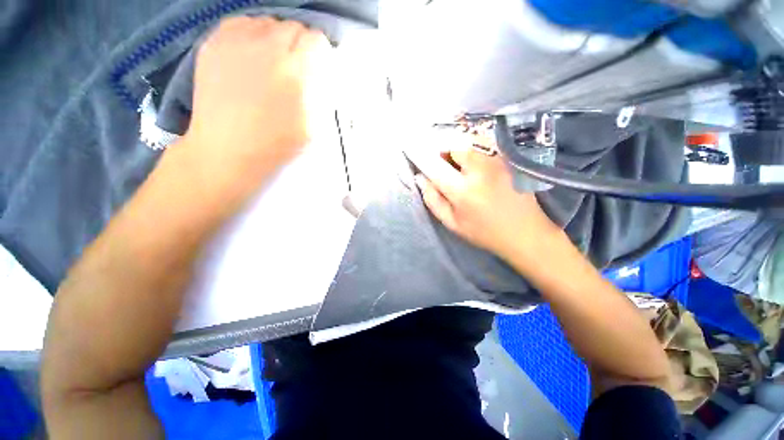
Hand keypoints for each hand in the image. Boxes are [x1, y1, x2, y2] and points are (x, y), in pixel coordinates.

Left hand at [181, 17, 330, 196]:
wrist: (227, 149)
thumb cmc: (276, 144)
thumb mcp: (312, 125)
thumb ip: (318, 93)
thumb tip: (318, 72)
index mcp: (295, 71)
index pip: (316, 40)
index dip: (319, 52)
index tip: (317, 65)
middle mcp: (267, 47)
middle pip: (293, 27)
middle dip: (299, 44)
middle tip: (295, 65)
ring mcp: (236, 41)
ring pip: (267, 22)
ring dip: (275, 37)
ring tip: (271, 60)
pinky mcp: (213, 43)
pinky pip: (240, 23)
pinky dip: (250, 34)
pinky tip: (249, 54)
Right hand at [415, 142, 560, 263]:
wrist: (525, 233)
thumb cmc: (484, 232)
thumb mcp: (452, 223)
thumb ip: (433, 200)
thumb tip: (421, 178)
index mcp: (463, 191)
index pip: (435, 166)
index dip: (422, 156)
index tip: (412, 148)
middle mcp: (480, 171)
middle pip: (454, 144)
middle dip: (444, 150)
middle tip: (444, 163)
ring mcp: (498, 161)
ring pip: (470, 140)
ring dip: (459, 147)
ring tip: (460, 162)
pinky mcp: (509, 159)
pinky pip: (486, 143)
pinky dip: (475, 146)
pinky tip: (476, 161)